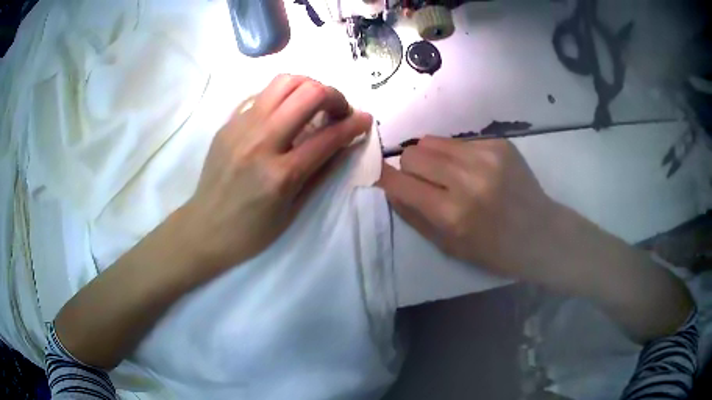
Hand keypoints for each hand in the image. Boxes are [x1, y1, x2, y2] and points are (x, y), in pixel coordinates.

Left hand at [183, 74, 371, 272]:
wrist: (205, 228)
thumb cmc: (251, 230)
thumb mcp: (293, 209)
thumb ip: (321, 171)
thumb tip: (345, 142)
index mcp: (281, 174)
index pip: (329, 136)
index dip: (354, 124)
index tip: (365, 119)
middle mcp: (261, 142)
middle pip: (309, 93)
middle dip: (334, 96)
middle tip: (338, 111)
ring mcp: (241, 127)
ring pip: (284, 82)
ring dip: (309, 87)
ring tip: (314, 104)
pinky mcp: (229, 123)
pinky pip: (262, 94)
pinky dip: (283, 96)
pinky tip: (285, 112)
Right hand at [379, 136, 692, 341]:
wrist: (544, 236)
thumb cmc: (497, 252)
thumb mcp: (450, 247)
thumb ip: (415, 216)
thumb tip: (391, 187)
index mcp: (453, 214)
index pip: (399, 182)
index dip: (385, 178)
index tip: (383, 179)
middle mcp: (467, 180)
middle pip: (414, 152)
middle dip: (411, 167)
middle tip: (424, 182)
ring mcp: (487, 156)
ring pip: (434, 141)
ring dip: (432, 157)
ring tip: (448, 174)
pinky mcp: (500, 144)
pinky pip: (460, 142)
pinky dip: (457, 155)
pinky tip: (474, 171)